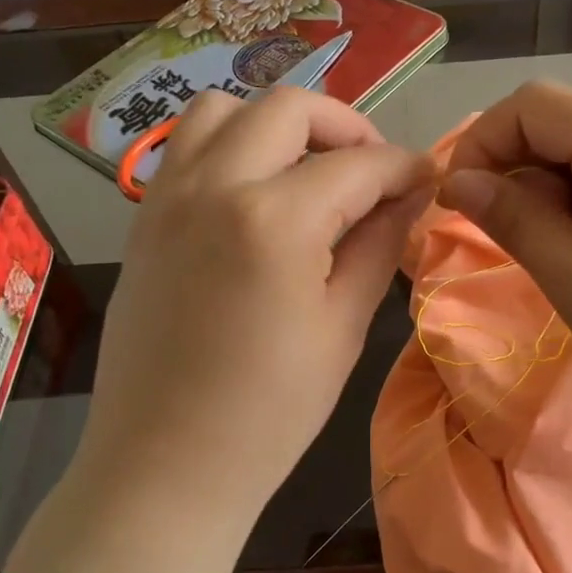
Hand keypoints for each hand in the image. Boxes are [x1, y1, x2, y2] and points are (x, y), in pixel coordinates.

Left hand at [72, 87, 433, 553]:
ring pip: (224, 109)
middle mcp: (215, 185)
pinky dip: (229, 147)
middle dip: (345, 126)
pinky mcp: (144, 219)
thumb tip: (410, 196)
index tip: (427, 182)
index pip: (359, 164)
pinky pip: (187, 148)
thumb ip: (380, 246)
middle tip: (371, 173)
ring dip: (276, 125)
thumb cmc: (269, 413)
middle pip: (288, 107)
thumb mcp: (343, 328)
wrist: (165, 465)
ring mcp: (168, 197)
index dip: (404, 168)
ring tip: (306, 172)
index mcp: (276, 218)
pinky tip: (255, 197)